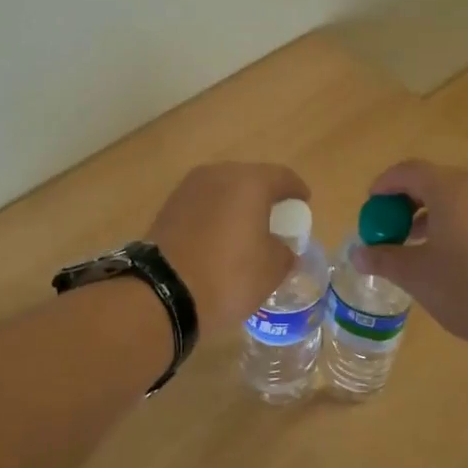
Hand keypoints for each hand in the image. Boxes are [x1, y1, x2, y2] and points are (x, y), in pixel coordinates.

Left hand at [147, 163, 311, 334]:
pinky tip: (220, 238)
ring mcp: (188, 189)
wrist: (164, 292)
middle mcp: (218, 175)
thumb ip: (285, 251)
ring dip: (237, 206)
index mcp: (250, 182)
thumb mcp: (272, 269)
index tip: (303, 204)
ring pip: (223, 191)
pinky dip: (215, 216)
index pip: (283, 177)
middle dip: (265, 197)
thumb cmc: (229, 275)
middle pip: (250, 179)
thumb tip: (282, 248)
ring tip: (246, 230)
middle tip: (275, 219)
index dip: (297, 191)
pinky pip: (203, 205)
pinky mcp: (168, 207)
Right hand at [354, 161, 467, 349]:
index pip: (408, 171)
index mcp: (449, 190)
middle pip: (433, 182)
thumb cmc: (466, 288)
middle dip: (405, 202)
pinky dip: (454, 225)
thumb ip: (383, 258)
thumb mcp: (415, 275)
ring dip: (430, 215)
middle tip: (388, 229)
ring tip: (414, 247)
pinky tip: (449, 259)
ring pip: (457, 199)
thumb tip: (358, 254)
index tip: (369, 208)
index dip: (384, 186)